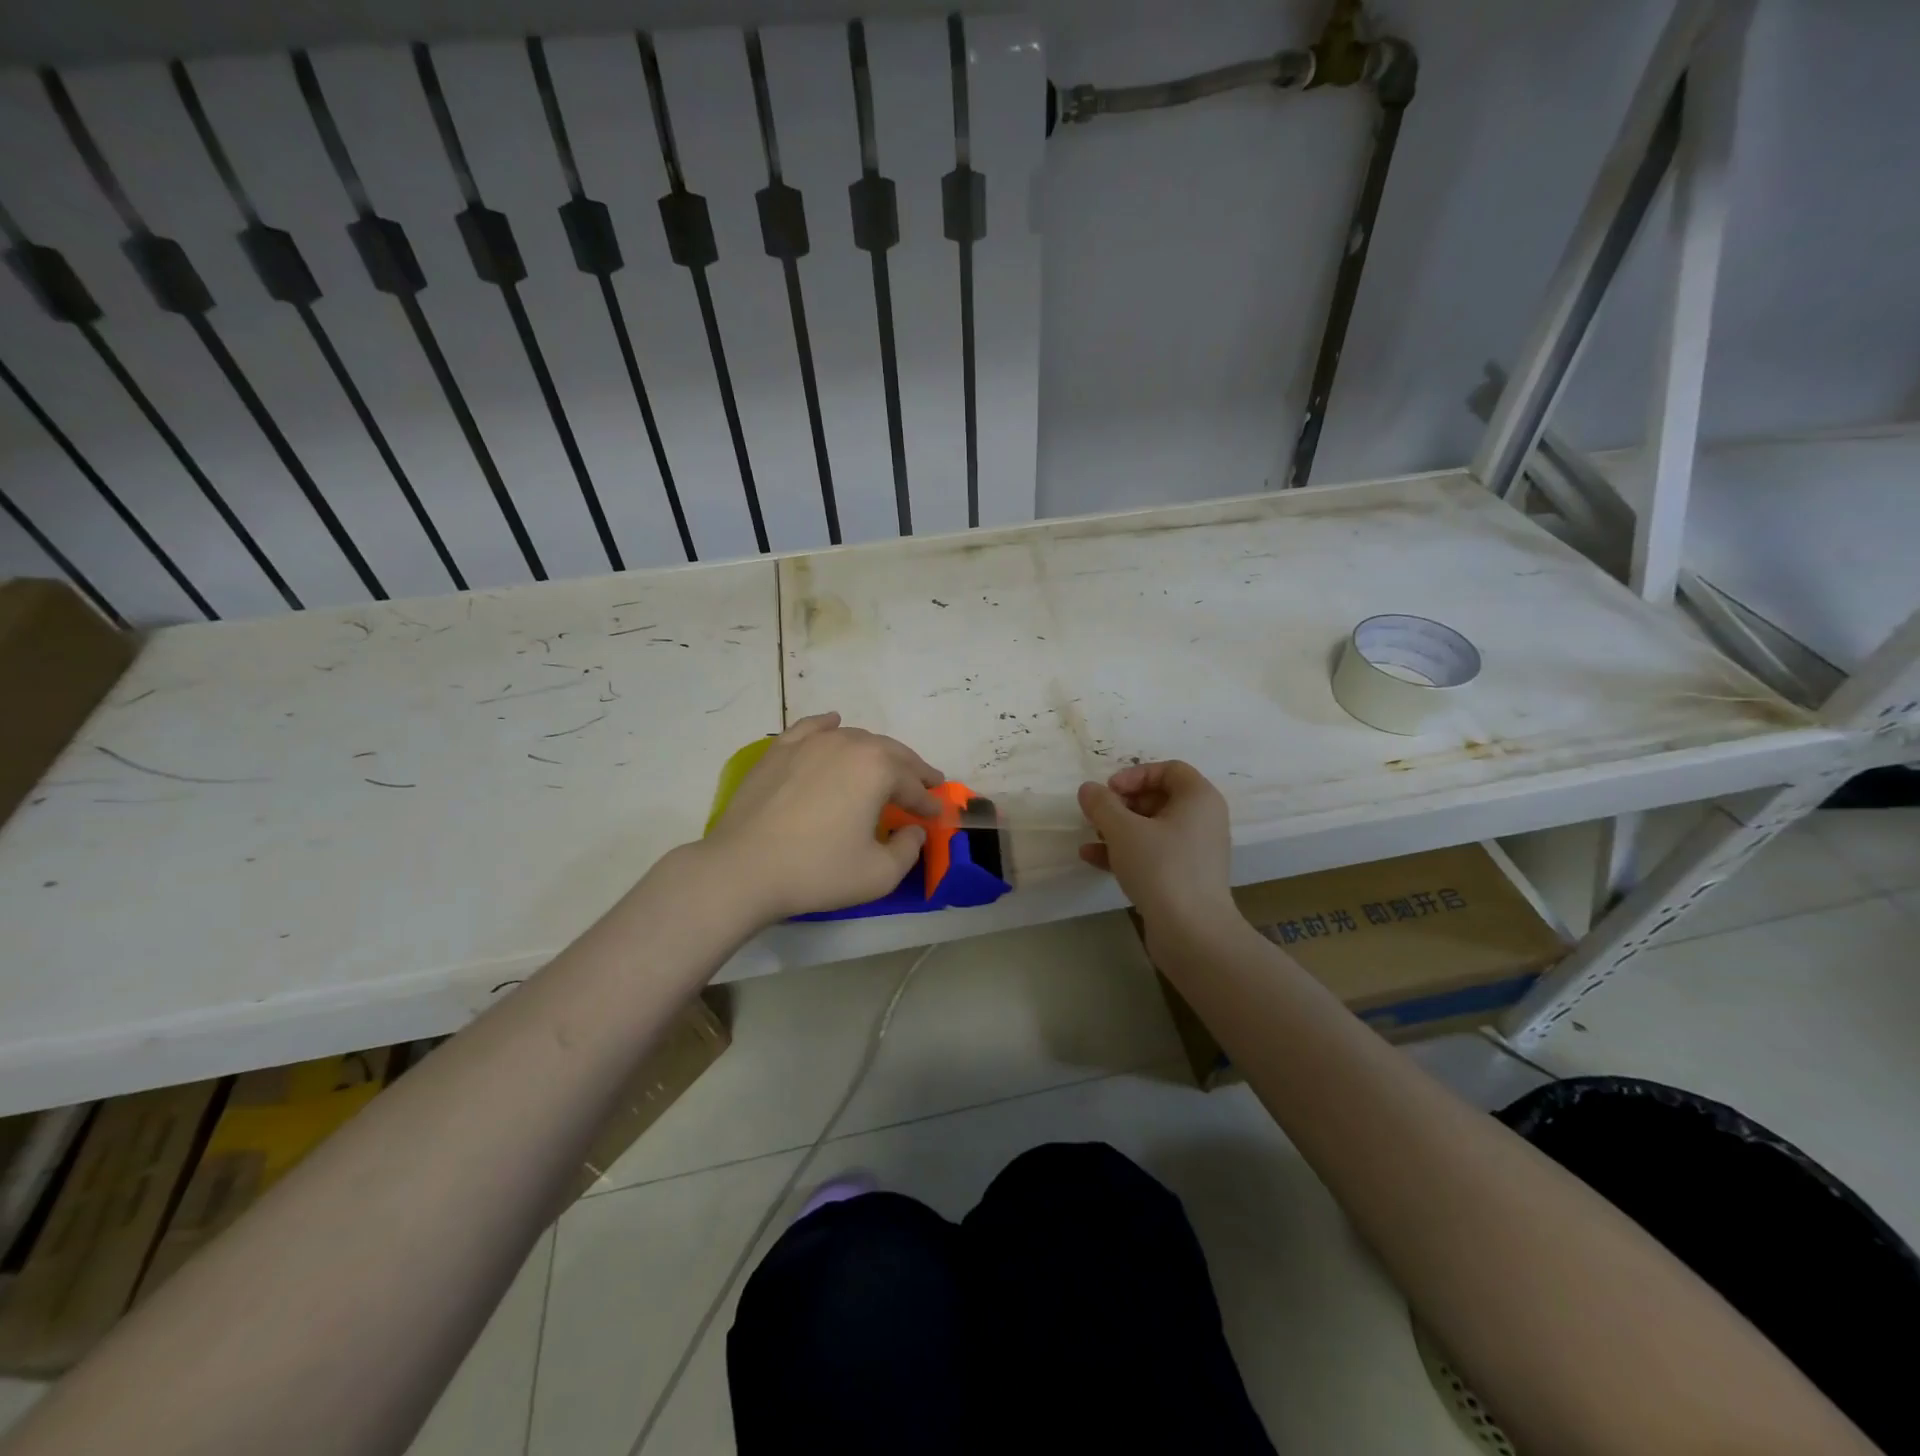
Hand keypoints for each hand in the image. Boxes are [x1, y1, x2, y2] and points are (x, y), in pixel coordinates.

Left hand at [703, 712, 943, 923]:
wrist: (743, 869)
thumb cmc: (817, 871)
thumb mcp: (878, 874)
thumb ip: (908, 850)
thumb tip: (913, 830)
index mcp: (877, 769)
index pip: (912, 785)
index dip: (928, 802)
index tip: (936, 815)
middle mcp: (848, 744)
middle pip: (890, 753)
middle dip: (911, 770)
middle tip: (926, 784)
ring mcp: (810, 742)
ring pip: (855, 738)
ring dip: (876, 752)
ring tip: (885, 767)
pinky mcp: (779, 750)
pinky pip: (812, 728)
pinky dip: (829, 726)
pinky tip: (834, 724)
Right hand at [1078, 761, 1234, 933]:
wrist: (1192, 933)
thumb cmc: (1161, 868)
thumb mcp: (1123, 830)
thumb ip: (1102, 804)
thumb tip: (1089, 789)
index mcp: (1199, 799)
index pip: (1169, 770)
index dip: (1135, 775)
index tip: (1109, 791)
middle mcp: (1203, 820)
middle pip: (1159, 798)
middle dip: (1123, 804)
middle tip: (1098, 814)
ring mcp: (1195, 851)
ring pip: (1152, 828)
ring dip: (1119, 828)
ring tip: (1091, 835)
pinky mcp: (1184, 878)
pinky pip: (1153, 854)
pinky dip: (1126, 851)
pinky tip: (1092, 858)